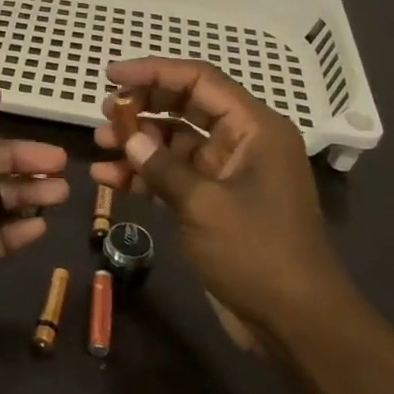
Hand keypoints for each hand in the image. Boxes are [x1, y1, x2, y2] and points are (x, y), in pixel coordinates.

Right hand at [91, 58, 348, 348]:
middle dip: (143, 106)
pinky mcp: (214, 203)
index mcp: (255, 128)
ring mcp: (228, 174)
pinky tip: (108, 178)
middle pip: (186, 107)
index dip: (154, 71)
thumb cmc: (257, 252)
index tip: (111, 73)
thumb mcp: (204, 205)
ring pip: (176, 143)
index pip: (199, 81)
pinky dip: (145, 175)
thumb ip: (161, 166)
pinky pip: (174, 176)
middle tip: (103, 111)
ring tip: (99, 143)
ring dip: (138, 142)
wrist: (295, 321)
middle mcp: (243, 142)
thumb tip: (126, 137)